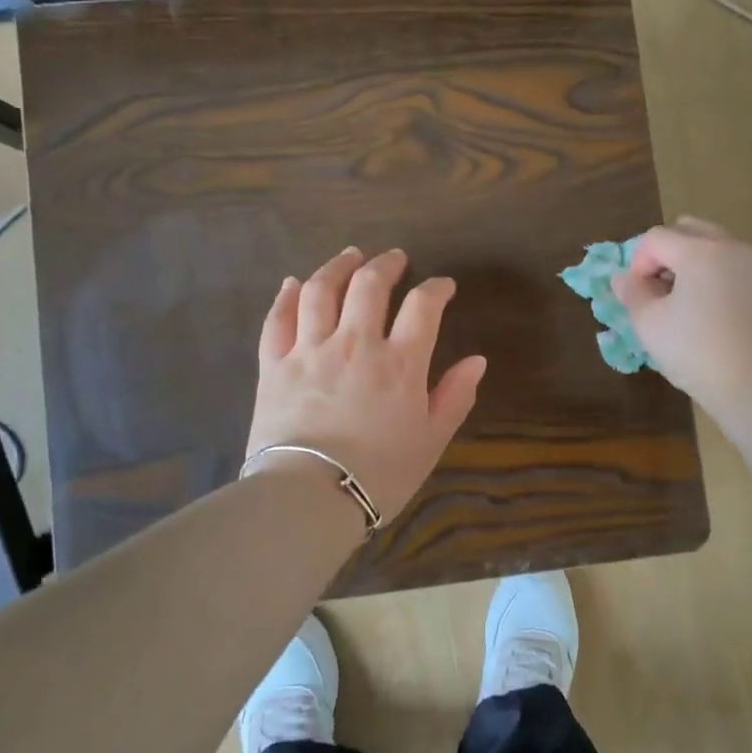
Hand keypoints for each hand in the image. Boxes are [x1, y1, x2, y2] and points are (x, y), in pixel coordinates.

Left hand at [246, 246, 486, 521]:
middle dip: (386, 265)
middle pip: (370, 285)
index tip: (443, 285)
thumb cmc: (379, 474)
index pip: (423, 307)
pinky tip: (295, 283)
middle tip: (395, 258)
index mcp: (400, 362)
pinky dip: (287, 295)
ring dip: (338, 266)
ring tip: (350, 255)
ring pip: (322, 290)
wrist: (309, 497)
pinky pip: (278, 319)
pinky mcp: (274, 365)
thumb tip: (477, 360)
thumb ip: (455, 397)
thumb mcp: (431, 440)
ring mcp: (310, 349)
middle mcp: (356, 343)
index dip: (436, 288)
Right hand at [613, 217, 751, 420]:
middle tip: (659, 292)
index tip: (639, 297)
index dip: (638, 264)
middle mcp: (731, 246)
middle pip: (688, 231)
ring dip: (691, 264)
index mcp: (699, 250)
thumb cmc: (697, 352)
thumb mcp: (650, 325)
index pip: (655, 238)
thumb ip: (632, 294)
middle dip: (666, 255)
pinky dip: (715, 277)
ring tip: (684, 304)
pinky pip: (733, 266)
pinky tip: (710, 313)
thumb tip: (622, 277)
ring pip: (714, 247)